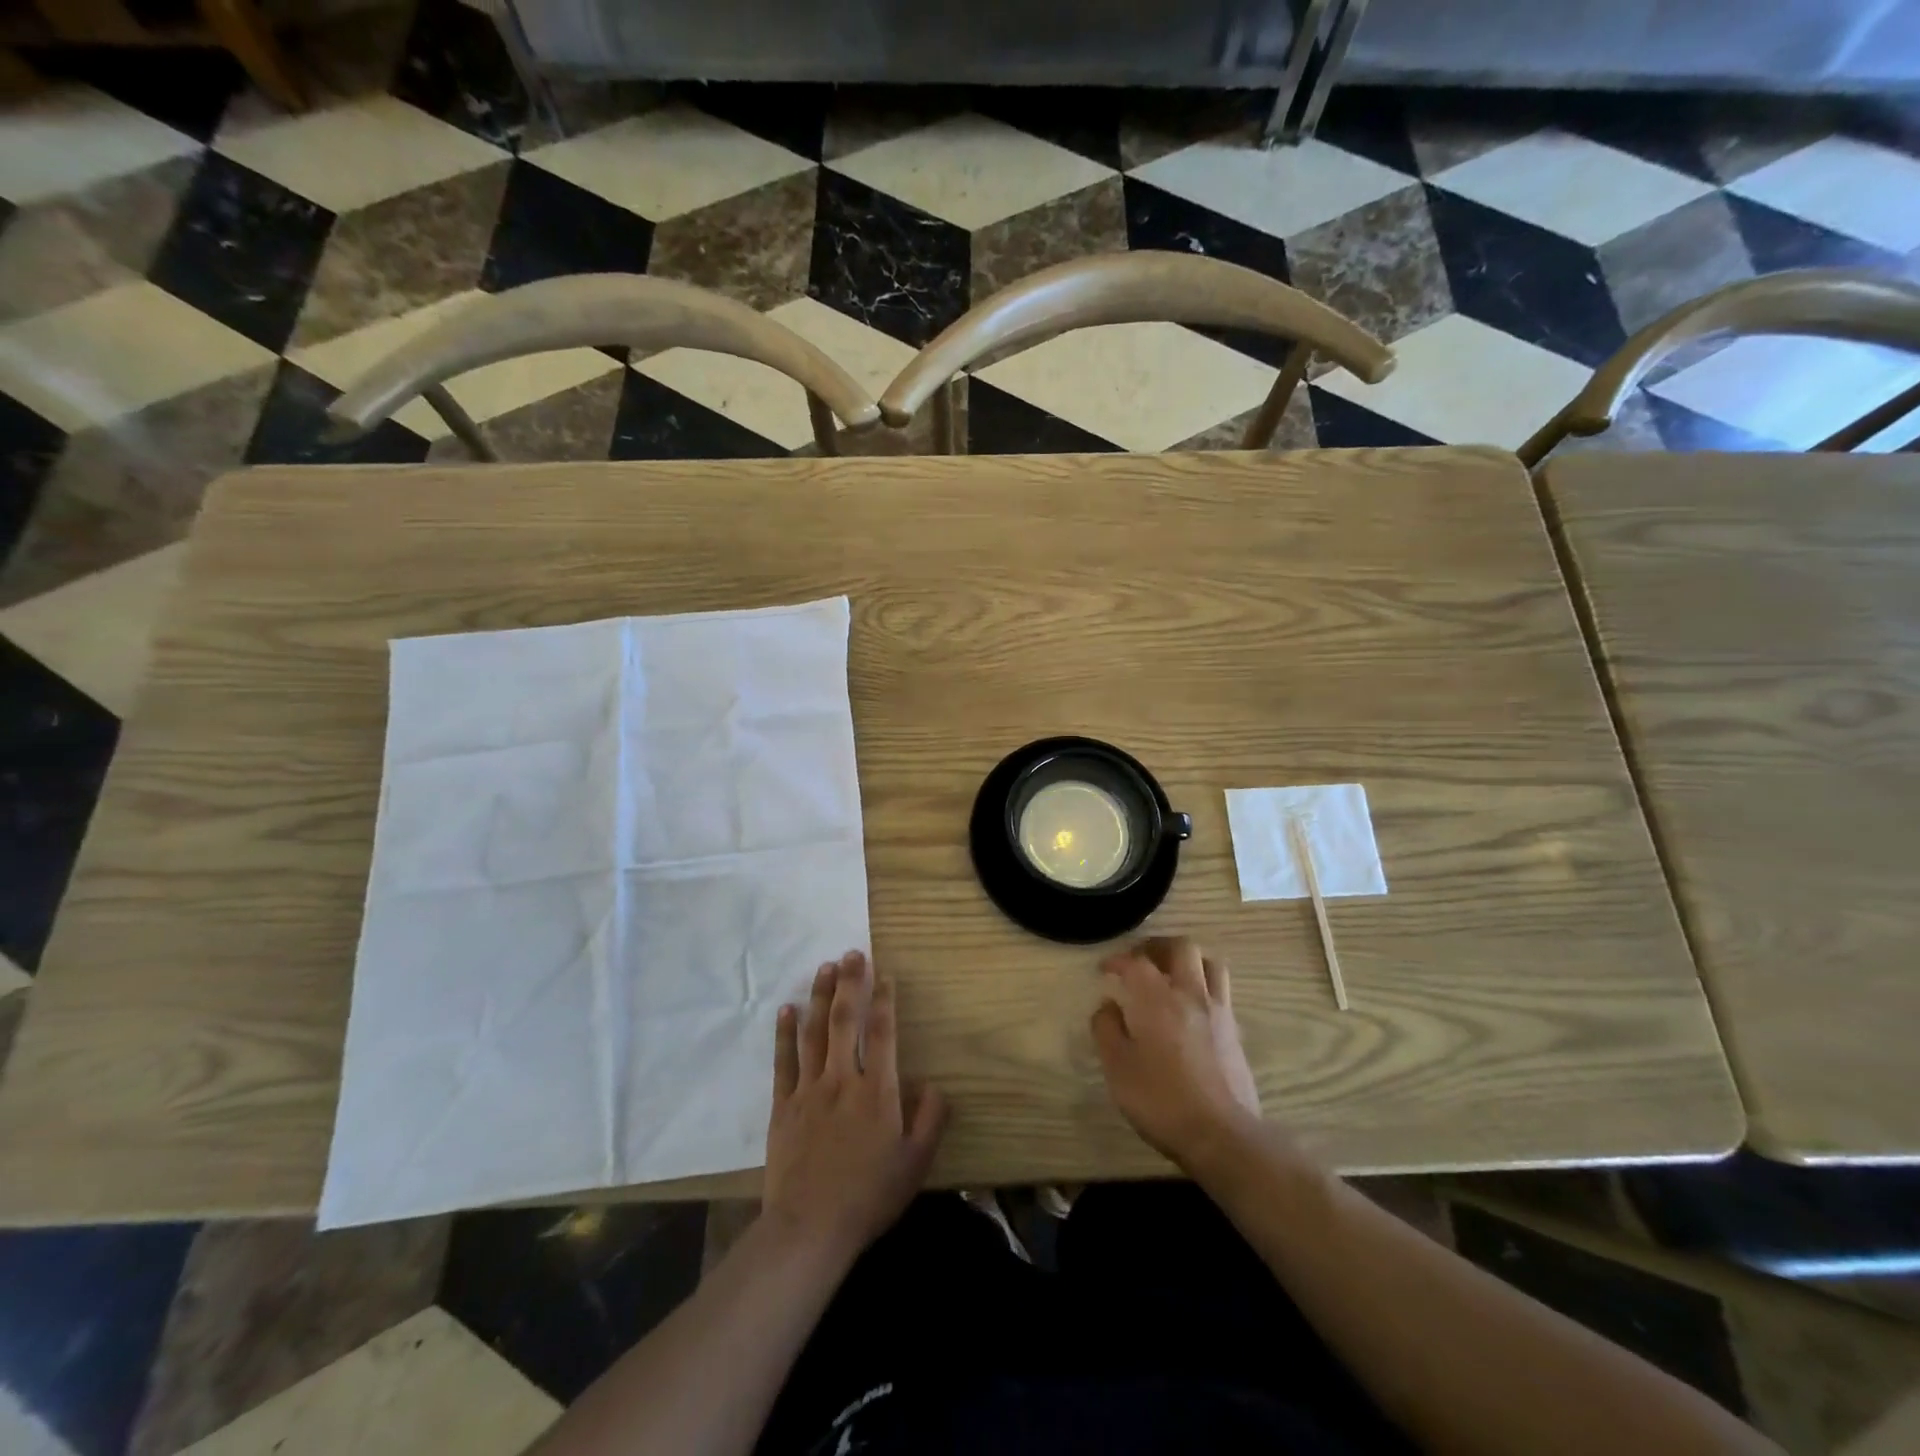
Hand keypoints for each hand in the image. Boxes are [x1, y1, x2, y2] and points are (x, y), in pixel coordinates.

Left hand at [764, 950, 946, 1266]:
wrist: (810, 1229)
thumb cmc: (869, 1196)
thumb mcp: (916, 1163)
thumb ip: (930, 1119)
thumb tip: (935, 1083)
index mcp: (878, 1091)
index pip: (882, 1033)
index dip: (884, 1000)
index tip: (885, 974)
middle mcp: (843, 1079)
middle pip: (846, 1021)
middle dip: (851, 983)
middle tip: (853, 953)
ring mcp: (809, 1090)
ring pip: (815, 1032)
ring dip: (821, 997)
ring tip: (825, 967)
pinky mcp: (784, 1106)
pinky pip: (784, 1061)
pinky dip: (785, 1033)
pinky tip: (787, 1009)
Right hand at [1092, 937, 1264, 1171]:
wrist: (1221, 1134)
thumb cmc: (1160, 1099)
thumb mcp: (1117, 1068)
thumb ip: (1107, 1029)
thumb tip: (1107, 1005)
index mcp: (1156, 998)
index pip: (1136, 962)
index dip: (1117, 960)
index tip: (1105, 969)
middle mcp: (1190, 994)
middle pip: (1181, 948)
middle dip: (1158, 946)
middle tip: (1141, 958)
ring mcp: (1218, 1011)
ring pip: (1210, 964)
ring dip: (1188, 960)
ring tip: (1172, 973)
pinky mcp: (1235, 1032)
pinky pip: (1220, 992)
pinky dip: (1203, 986)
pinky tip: (1191, 1008)